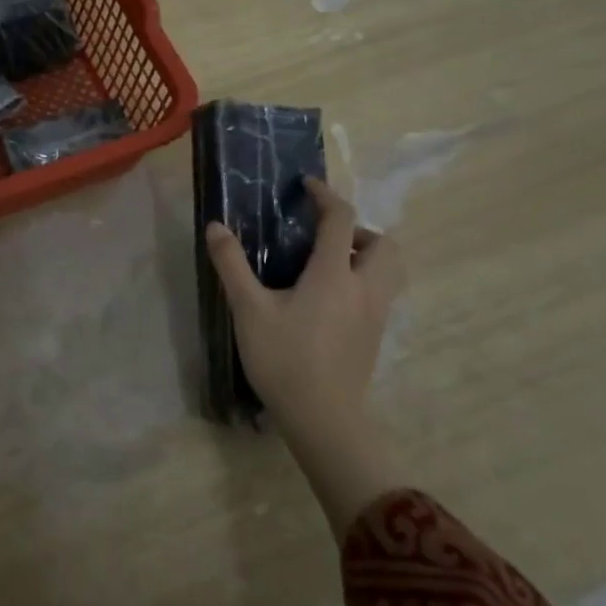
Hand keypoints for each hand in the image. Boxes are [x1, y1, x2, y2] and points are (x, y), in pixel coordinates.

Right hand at [204, 179, 408, 534]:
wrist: (322, 419)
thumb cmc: (284, 359)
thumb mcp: (248, 309)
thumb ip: (232, 264)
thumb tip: (215, 226)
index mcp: (334, 275)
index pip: (341, 219)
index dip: (326, 196)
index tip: (307, 187)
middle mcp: (364, 289)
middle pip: (385, 244)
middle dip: (358, 230)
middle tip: (325, 237)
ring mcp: (376, 315)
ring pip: (391, 271)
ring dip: (367, 256)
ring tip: (329, 266)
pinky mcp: (376, 337)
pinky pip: (382, 294)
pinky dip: (365, 281)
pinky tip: (330, 300)